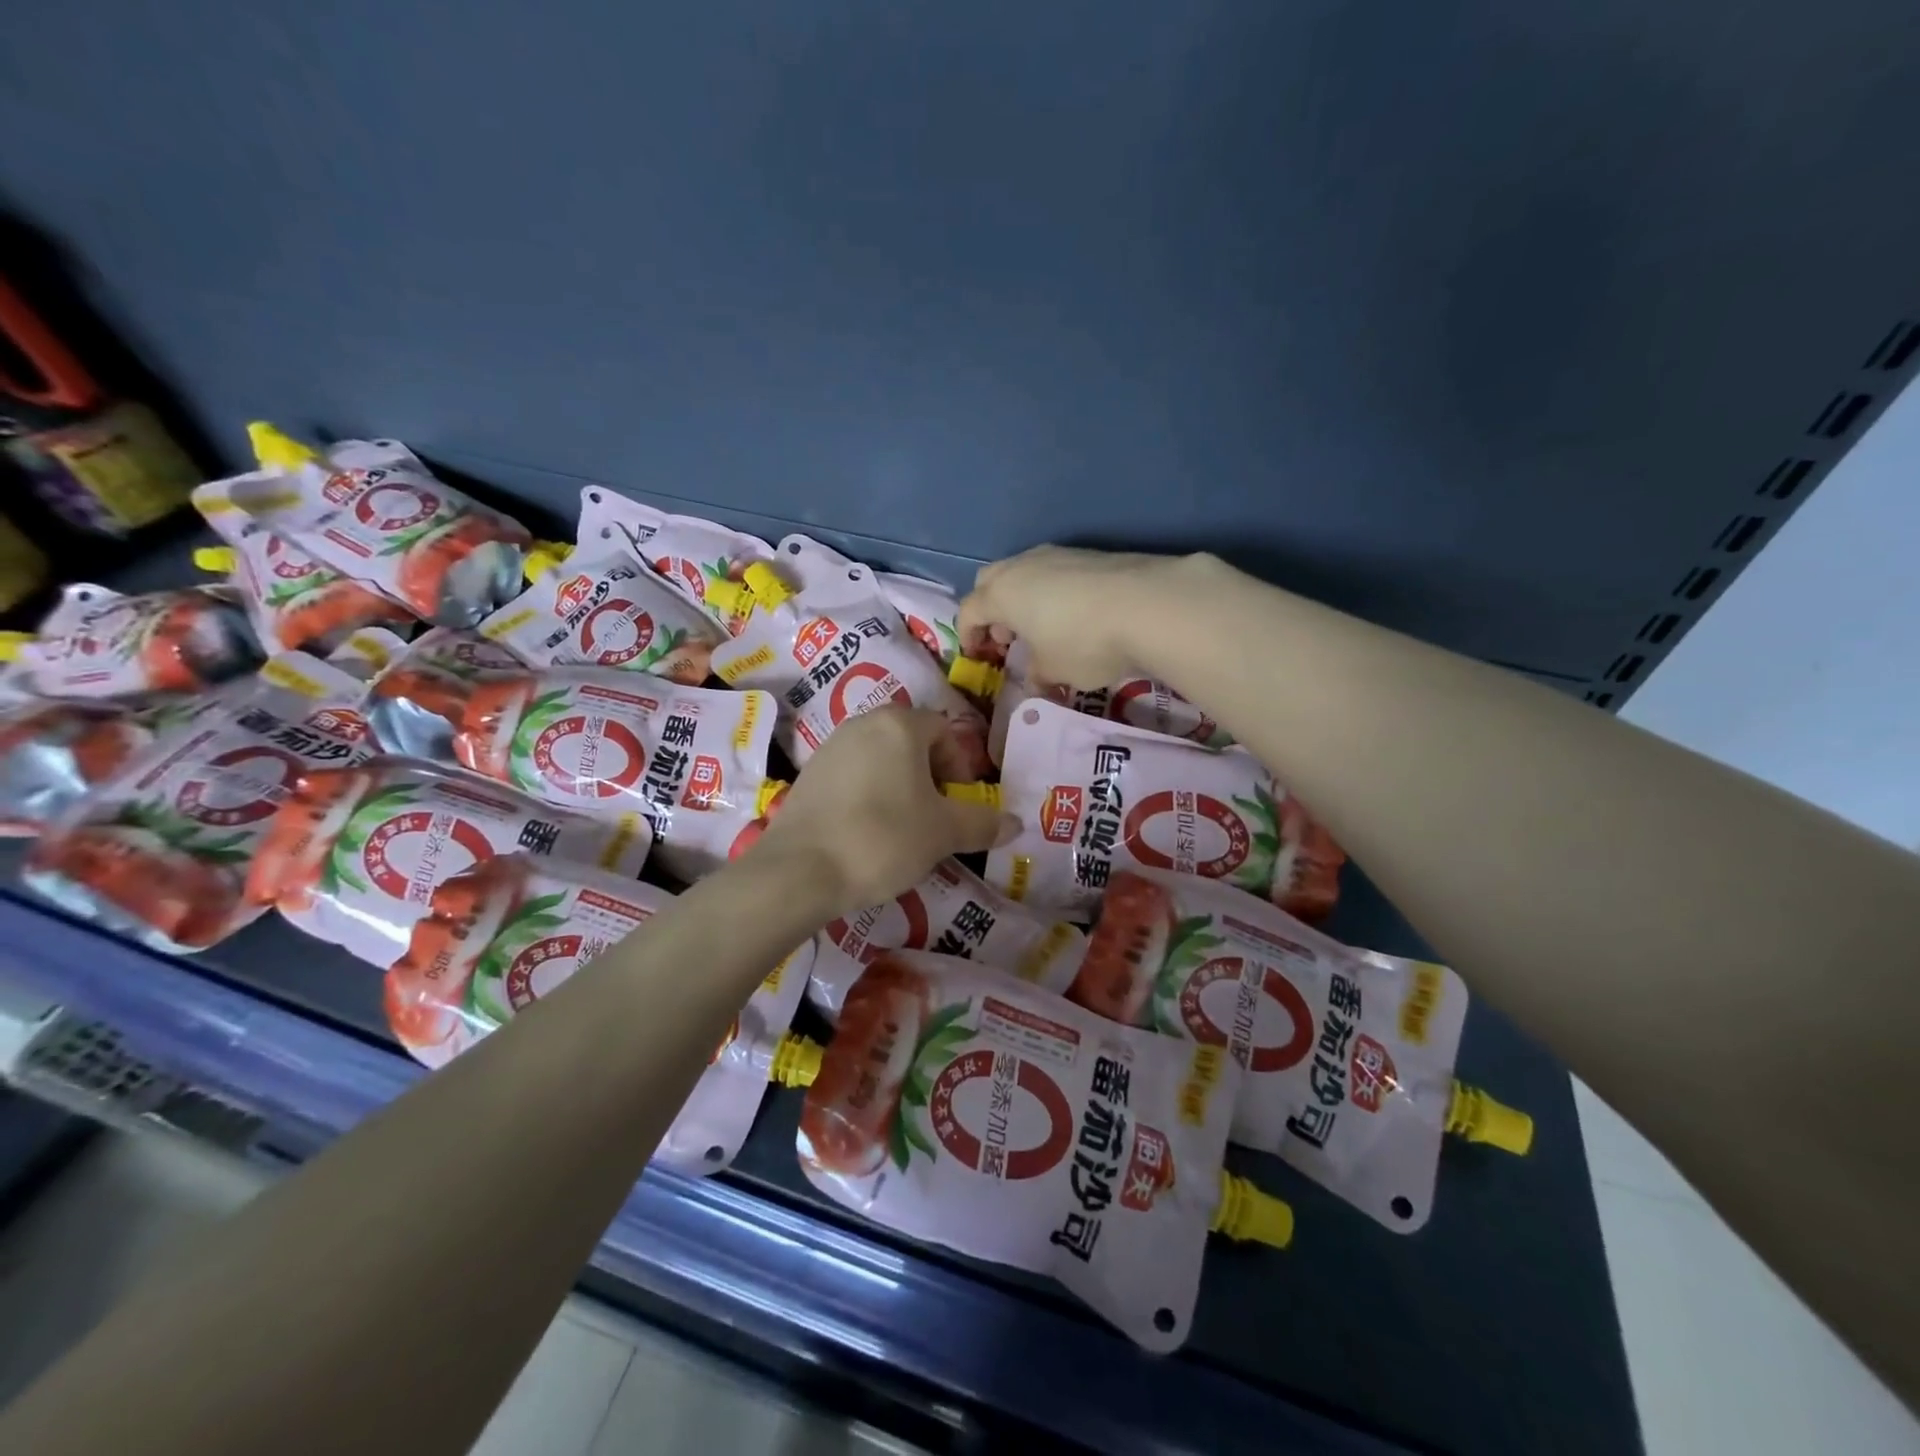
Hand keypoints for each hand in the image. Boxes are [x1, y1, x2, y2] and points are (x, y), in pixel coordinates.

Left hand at [749, 707, 1016, 912]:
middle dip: (930, 777)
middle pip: (911, 742)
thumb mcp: (943, 833)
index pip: (944, 731)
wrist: (800, 870)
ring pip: (881, 760)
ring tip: (903, 830)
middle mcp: (862, 724)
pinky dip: (869, 797)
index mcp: (899, 724)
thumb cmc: (883, 838)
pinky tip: (866, 834)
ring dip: (900, 788)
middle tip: (935, 817)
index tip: (958, 804)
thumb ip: (982, 823)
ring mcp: (830, 747)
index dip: (960, 767)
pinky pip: (853, 777)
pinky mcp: (808, 775)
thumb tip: (1016, 824)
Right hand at [957, 545, 1198, 687]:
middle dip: (991, 609)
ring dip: (1022, 598)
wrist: (1148, 604)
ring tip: (1043, 627)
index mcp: (1001, 594)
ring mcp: (1057, 554)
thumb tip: (1034, 682)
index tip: (978, 655)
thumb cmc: (1083, 642)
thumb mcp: (1054, 670)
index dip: (968, 635)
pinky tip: (1074, 615)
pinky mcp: (1089, 554)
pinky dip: (1052, 591)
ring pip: (1024, 572)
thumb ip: (1036, 675)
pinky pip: (1055, 571)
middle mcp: (1022, 566)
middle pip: (990, 582)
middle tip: (1009, 637)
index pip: (968, 611)